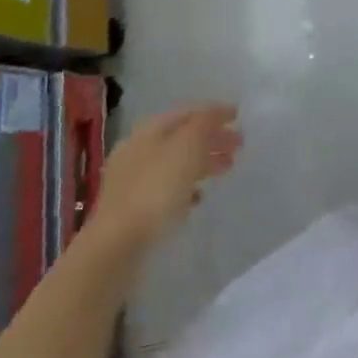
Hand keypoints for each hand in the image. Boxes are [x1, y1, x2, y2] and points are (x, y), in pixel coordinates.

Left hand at [90, 103, 242, 250]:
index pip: (188, 112)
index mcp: (149, 131)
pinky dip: (187, 187)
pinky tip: (199, 197)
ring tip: (226, 169)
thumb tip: (217, 113)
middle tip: (239, 146)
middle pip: (183, 138)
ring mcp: (134, 181)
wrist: (117, 245)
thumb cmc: (156, 189)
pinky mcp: (134, 209)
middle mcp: (139, 150)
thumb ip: (205, 124)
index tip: (239, 117)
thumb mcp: (187, 147)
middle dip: (212, 139)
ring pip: (176, 163)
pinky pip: (167, 189)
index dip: (215, 112)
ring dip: (203, 163)